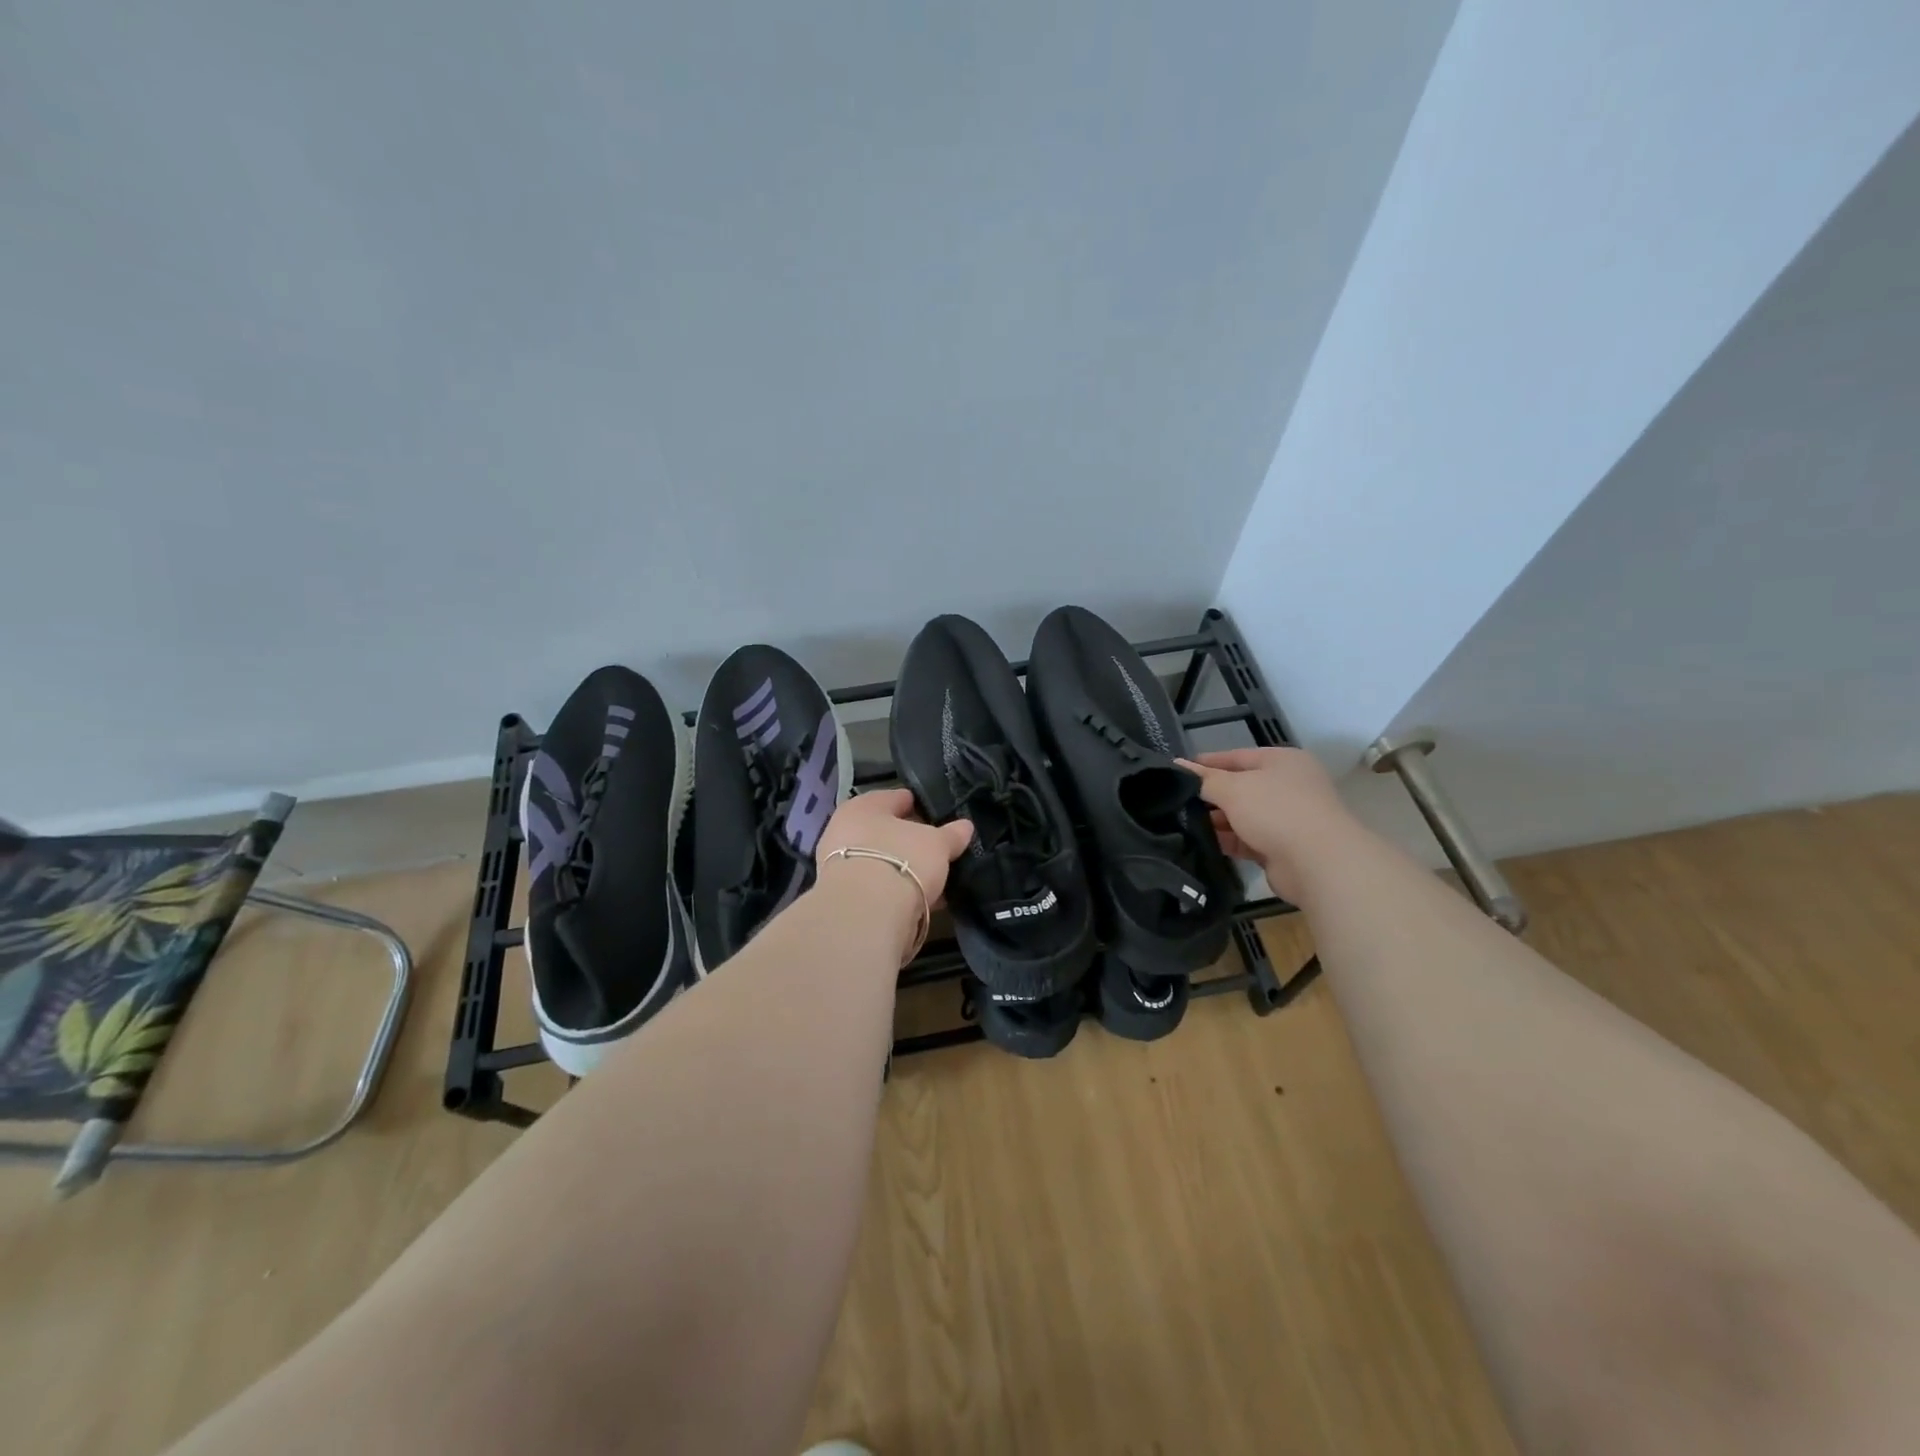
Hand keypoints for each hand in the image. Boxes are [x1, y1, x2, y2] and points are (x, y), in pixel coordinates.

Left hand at [814, 789, 973, 951]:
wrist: (865, 914)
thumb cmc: (901, 860)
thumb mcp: (937, 844)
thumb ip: (951, 834)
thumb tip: (965, 826)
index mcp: (863, 807)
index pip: (895, 798)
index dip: (918, 804)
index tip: (938, 814)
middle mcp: (845, 832)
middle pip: (886, 832)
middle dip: (910, 841)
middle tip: (938, 849)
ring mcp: (840, 867)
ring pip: (882, 862)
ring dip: (905, 870)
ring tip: (935, 879)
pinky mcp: (845, 899)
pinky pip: (879, 888)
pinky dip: (899, 892)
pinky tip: (922, 901)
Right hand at [1178, 747, 1355, 902]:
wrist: (1318, 862)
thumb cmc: (1276, 811)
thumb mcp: (1233, 788)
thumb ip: (1204, 779)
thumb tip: (1177, 766)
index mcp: (1282, 761)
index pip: (1236, 756)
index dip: (1206, 763)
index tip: (1177, 771)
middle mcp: (1287, 786)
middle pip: (1240, 787)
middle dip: (1210, 795)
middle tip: (1175, 802)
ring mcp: (1287, 818)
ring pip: (1242, 816)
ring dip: (1216, 820)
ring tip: (1181, 824)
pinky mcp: (1282, 848)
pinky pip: (1247, 840)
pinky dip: (1227, 841)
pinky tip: (1200, 843)